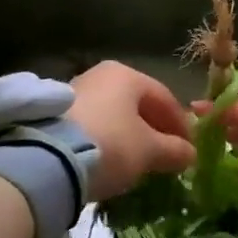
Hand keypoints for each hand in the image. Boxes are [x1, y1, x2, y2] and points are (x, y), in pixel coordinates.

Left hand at [67, 62, 195, 201]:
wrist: (47, 161)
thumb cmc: (110, 144)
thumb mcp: (149, 151)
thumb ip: (174, 150)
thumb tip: (190, 154)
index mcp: (127, 75)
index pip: (165, 98)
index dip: (181, 125)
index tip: (189, 149)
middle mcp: (101, 75)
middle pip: (137, 105)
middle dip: (155, 130)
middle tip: (166, 156)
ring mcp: (74, 92)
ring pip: (114, 115)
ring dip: (130, 136)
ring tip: (138, 162)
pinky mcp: (54, 115)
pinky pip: (93, 126)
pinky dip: (106, 141)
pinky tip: (110, 162)